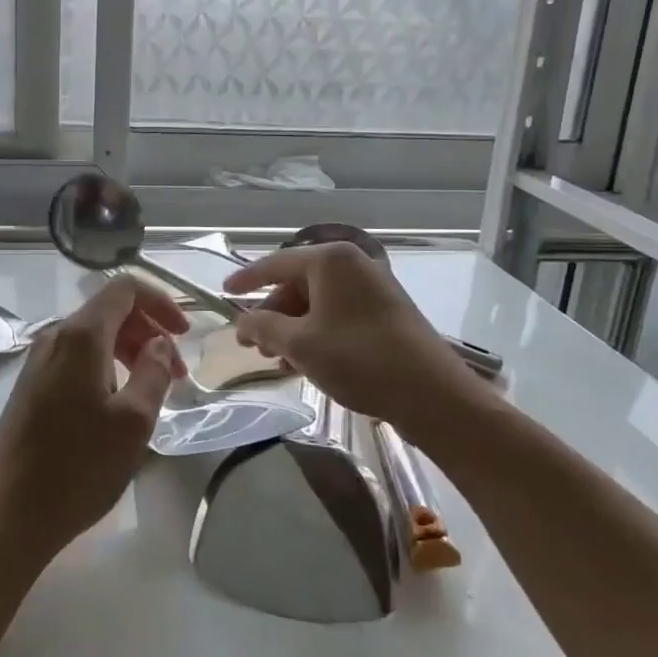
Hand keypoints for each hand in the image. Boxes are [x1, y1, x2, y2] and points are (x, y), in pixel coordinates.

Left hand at [0, 276, 188, 561]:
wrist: (9, 515)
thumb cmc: (79, 467)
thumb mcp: (133, 421)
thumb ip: (153, 371)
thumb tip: (160, 341)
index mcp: (81, 336)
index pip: (124, 289)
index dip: (160, 301)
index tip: (185, 334)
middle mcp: (55, 337)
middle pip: (109, 310)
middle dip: (149, 330)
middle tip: (177, 372)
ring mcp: (38, 362)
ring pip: (93, 336)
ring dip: (129, 350)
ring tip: (154, 388)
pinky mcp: (31, 386)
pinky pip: (76, 358)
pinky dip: (106, 366)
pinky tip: (119, 402)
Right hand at [224, 243, 486, 426]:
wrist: (433, 395)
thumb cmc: (359, 360)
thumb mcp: (300, 345)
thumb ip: (263, 328)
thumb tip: (241, 321)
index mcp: (330, 261)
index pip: (275, 263)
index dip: (246, 279)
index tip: (224, 292)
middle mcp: (353, 265)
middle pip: (297, 284)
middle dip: (272, 314)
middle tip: (252, 345)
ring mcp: (374, 287)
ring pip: (318, 302)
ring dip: (293, 329)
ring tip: (278, 361)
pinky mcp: (387, 312)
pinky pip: (338, 314)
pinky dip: (317, 333)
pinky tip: (306, 362)